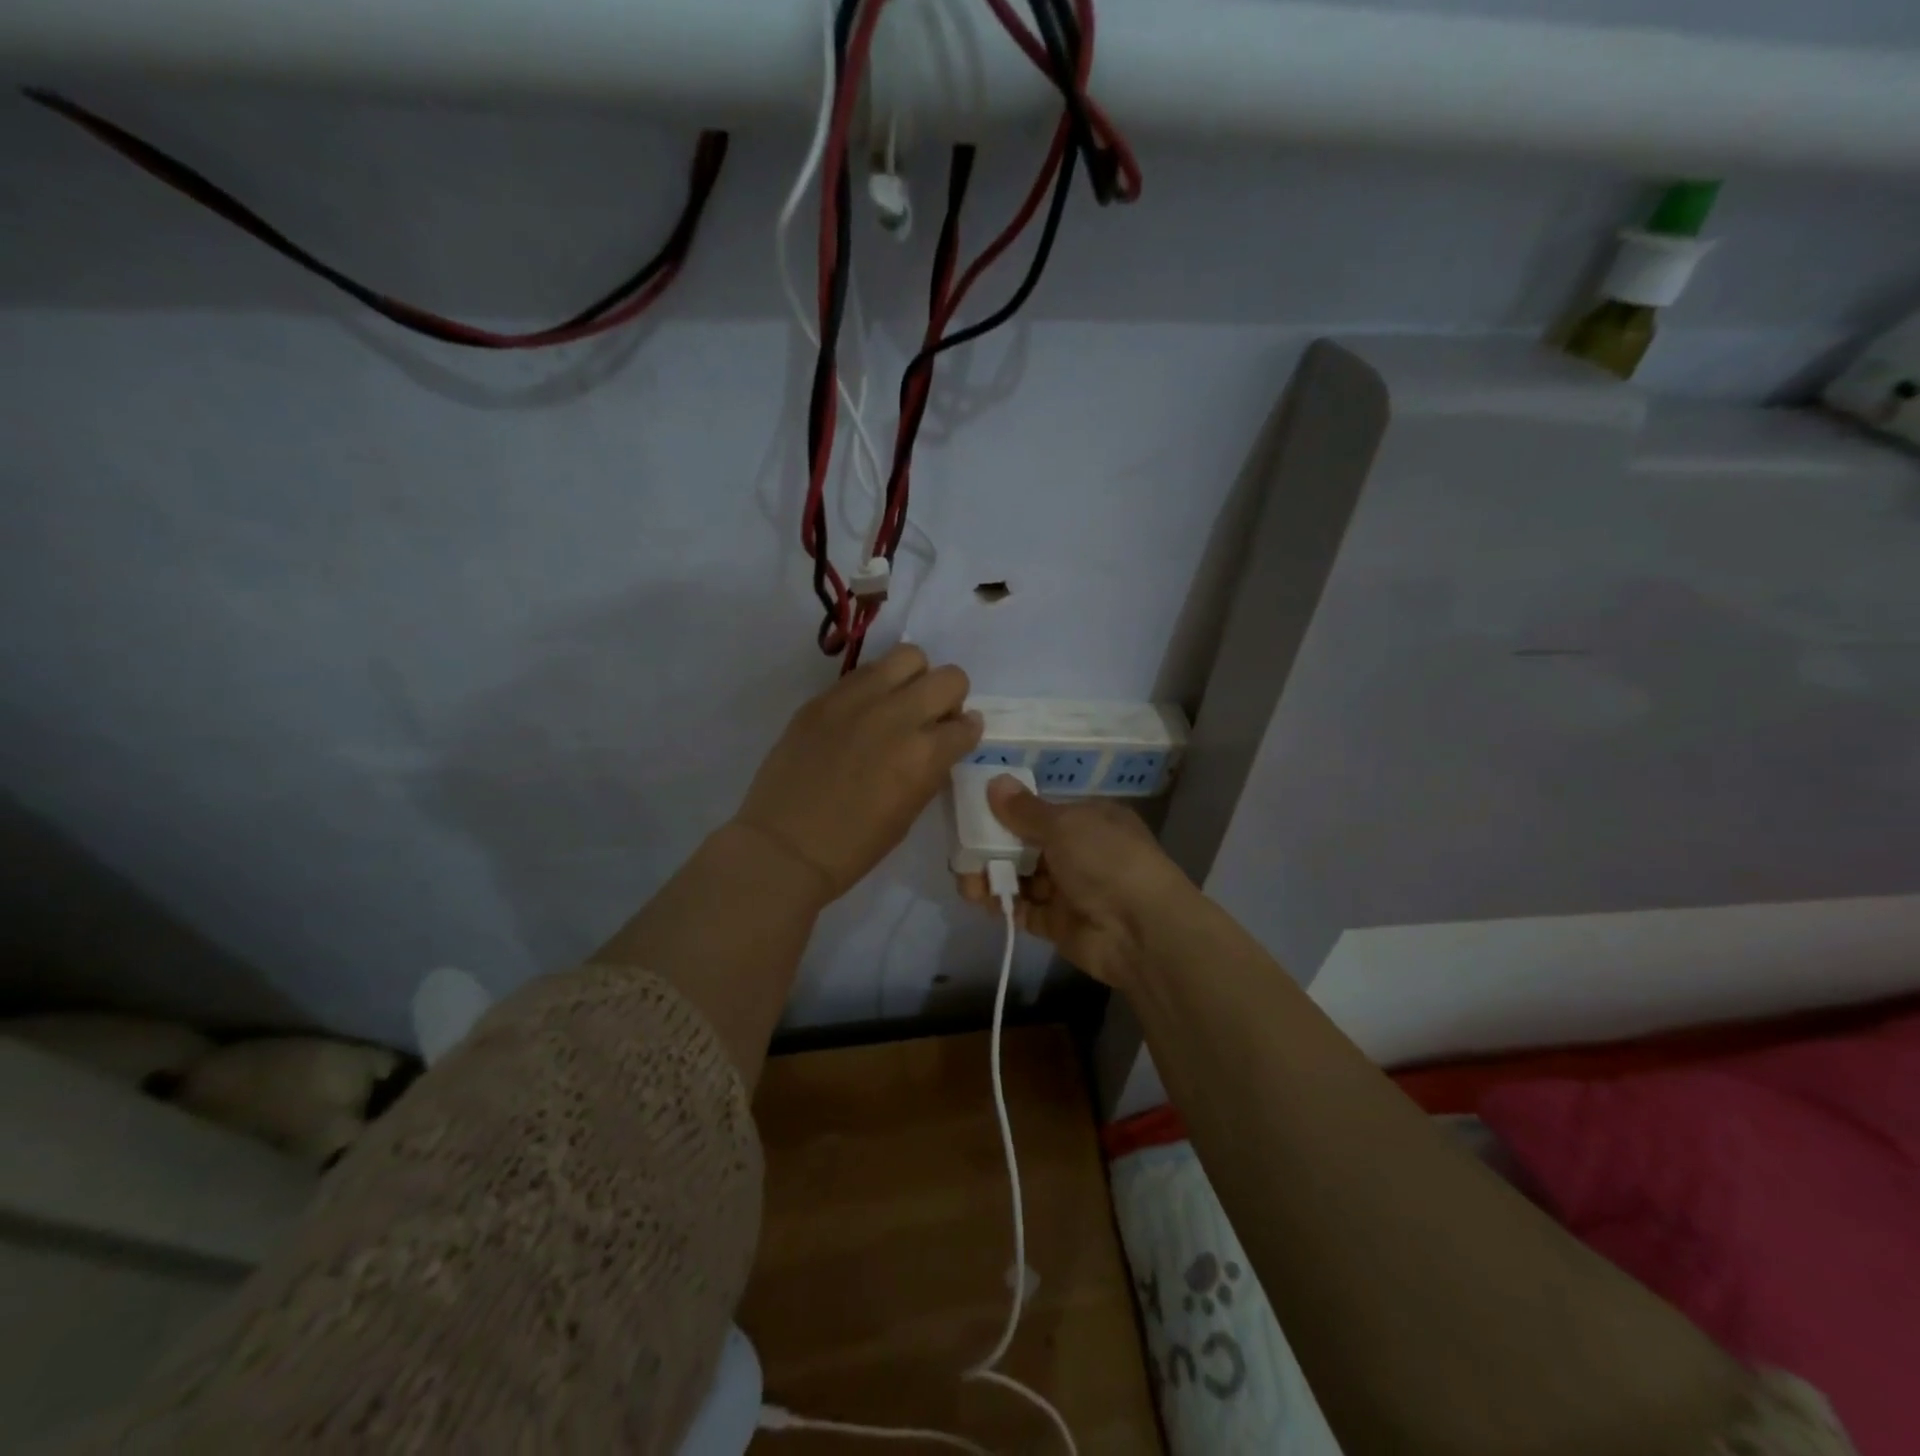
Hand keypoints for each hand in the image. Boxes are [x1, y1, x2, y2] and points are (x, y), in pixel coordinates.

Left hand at [733, 645, 981, 902]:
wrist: (785, 846)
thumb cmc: (855, 846)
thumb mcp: (910, 811)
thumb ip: (932, 768)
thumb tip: (944, 741)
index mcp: (924, 755)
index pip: (968, 724)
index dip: (965, 733)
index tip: (955, 739)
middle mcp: (898, 716)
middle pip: (949, 678)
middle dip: (949, 698)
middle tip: (931, 718)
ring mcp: (858, 700)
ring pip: (908, 656)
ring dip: (914, 679)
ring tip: (898, 703)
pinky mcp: (824, 697)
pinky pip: (864, 672)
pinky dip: (875, 686)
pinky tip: (862, 712)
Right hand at [959, 774, 1192, 986]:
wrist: (1141, 930)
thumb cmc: (1105, 860)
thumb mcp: (1064, 825)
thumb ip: (1024, 810)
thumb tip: (995, 781)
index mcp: (1089, 819)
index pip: (1041, 812)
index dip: (1007, 813)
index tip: (974, 816)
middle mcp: (1080, 851)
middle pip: (1026, 846)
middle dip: (993, 849)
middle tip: (962, 854)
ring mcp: (1069, 889)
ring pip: (1021, 878)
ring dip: (993, 877)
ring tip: (968, 883)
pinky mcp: (1058, 923)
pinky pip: (1024, 909)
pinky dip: (1004, 905)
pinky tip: (983, 901)